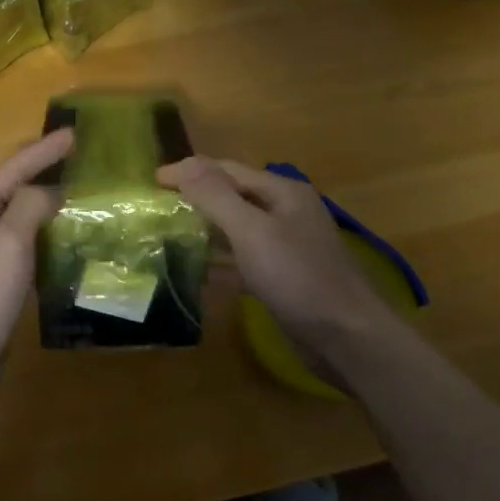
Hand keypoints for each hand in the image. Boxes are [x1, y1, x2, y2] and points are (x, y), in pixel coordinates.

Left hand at [0, 128, 73, 410]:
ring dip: (51, 204)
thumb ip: (30, 205)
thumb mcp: (7, 241)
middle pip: (16, 189)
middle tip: (83, 158)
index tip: (76, 133)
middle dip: (47, 170)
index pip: (14, 168)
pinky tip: (71, 241)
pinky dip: (50, 238)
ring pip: (24, 219)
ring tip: (84, 194)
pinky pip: (29, 249)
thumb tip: (53, 192)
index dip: (45, 149)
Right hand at [157, 156, 395, 364]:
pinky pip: (244, 263)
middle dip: (196, 200)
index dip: (190, 172)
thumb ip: (216, 196)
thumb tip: (182, 163)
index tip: (152, 183)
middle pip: (233, 198)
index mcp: (282, 193)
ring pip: (237, 231)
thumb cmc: (298, 276)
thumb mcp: (252, 231)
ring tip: (167, 238)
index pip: (227, 170)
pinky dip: (220, 264)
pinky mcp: (283, 279)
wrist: (347, 337)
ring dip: (205, 232)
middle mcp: (285, 213)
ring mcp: (286, 248)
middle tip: (156, 210)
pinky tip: (195, 273)